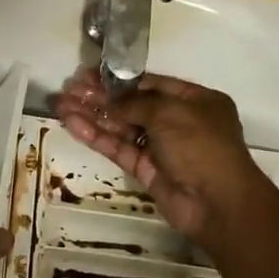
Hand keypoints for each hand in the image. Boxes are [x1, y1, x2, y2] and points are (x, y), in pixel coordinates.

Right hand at [52, 69, 266, 247]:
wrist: (217, 203)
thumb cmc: (201, 146)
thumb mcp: (170, 113)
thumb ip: (134, 103)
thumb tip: (107, 99)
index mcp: (195, 100)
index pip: (151, 84)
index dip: (119, 79)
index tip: (89, 74)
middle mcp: (178, 121)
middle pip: (132, 105)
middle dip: (100, 96)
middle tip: (68, 88)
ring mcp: (161, 147)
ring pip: (121, 127)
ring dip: (92, 115)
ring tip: (61, 105)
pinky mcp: (145, 169)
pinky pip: (118, 148)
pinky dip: (96, 136)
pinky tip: (72, 124)